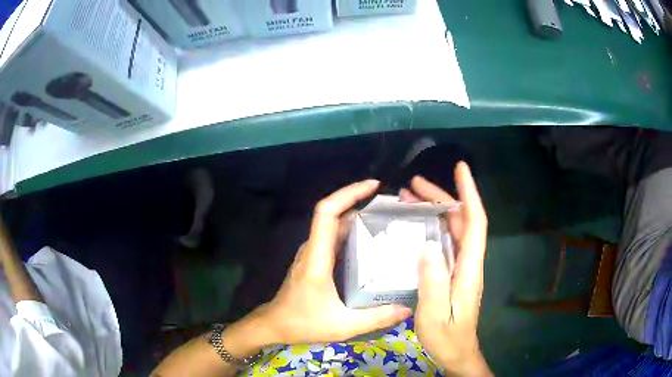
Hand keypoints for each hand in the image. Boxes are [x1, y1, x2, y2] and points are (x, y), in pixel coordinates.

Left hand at [257, 180, 411, 344]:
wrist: (275, 325)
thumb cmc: (303, 323)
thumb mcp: (342, 325)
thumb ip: (376, 318)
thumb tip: (407, 309)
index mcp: (317, 257)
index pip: (327, 212)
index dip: (348, 193)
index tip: (373, 185)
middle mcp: (312, 249)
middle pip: (332, 214)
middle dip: (359, 201)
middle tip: (391, 206)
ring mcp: (311, 254)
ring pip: (333, 226)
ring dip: (356, 216)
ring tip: (386, 220)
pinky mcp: (314, 261)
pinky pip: (333, 238)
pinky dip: (351, 232)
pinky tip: (370, 243)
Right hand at [399, 162, 491, 375]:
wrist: (457, 353)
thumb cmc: (448, 338)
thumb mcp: (435, 316)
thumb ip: (433, 284)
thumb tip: (427, 247)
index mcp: (468, 269)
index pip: (475, 223)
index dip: (469, 194)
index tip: (461, 169)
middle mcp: (467, 262)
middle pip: (461, 221)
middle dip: (442, 197)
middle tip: (412, 184)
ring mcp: (460, 268)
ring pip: (452, 230)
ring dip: (434, 211)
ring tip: (408, 199)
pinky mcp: (451, 274)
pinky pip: (444, 243)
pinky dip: (430, 229)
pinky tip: (413, 228)